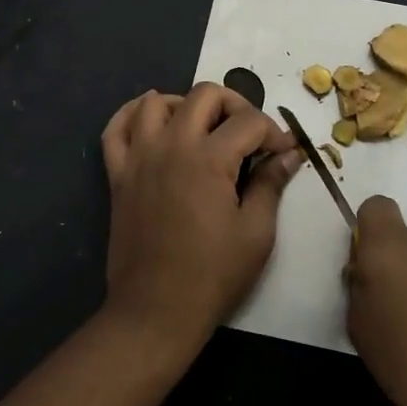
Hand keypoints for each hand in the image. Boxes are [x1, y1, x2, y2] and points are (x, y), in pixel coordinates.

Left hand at [99, 84, 301, 350]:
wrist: (155, 310)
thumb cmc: (212, 275)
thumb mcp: (256, 232)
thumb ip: (271, 184)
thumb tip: (290, 154)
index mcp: (209, 159)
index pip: (249, 121)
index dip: (274, 132)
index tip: (283, 152)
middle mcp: (171, 146)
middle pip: (205, 95)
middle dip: (235, 105)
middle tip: (248, 135)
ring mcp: (139, 157)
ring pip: (157, 102)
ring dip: (185, 104)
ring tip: (203, 128)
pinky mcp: (118, 175)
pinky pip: (116, 129)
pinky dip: (131, 114)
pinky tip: (151, 120)